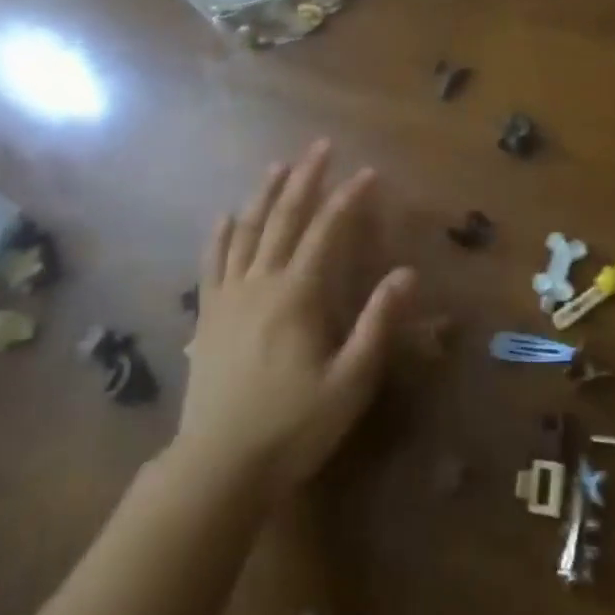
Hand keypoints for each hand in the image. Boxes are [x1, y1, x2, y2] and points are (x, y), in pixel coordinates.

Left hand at [175, 141, 414, 498]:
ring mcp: (229, 297)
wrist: (218, 468)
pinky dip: (220, 235)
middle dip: (305, 178)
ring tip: (278, 165)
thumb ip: (378, 324)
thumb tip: (407, 273)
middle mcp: (261, 282)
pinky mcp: (208, 316)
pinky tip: (226, 217)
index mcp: (298, 294)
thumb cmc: (293, 426)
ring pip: (247, 231)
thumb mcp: (350, 381)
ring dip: (264, 195)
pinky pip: (212, 263)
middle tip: (321, 147)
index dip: (349, 198)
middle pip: (284, 218)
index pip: (328, 231)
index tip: (369, 173)